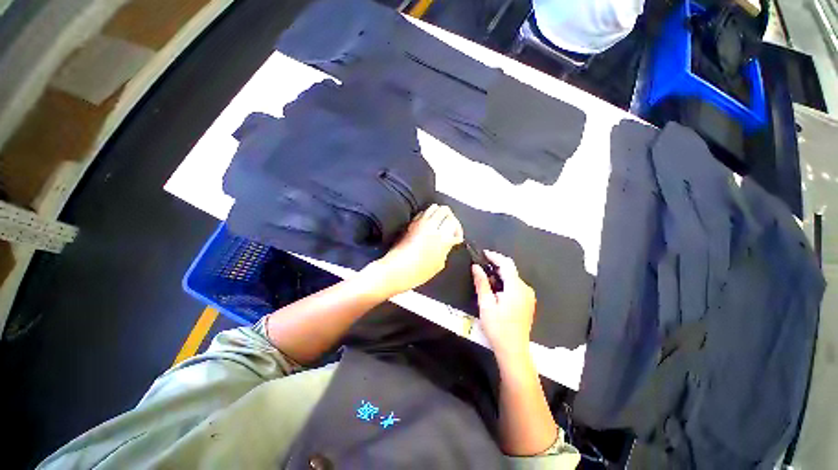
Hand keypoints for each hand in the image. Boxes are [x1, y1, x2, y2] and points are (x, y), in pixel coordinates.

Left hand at [370, 204, 463, 294]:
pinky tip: (427, 224)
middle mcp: (433, 227)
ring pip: (434, 207)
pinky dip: (427, 215)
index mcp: (443, 239)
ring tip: (439, 222)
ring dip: (438, 213)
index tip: (456, 236)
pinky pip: (422, 213)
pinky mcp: (410, 224)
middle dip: (450, 217)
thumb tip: (449, 243)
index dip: (457, 230)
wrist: (396, 270)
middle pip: (445, 210)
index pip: (455, 224)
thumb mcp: (438, 265)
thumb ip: (446, 250)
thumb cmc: (417, 272)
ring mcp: (420, 223)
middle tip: (449, 225)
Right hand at [473, 251, 536, 362]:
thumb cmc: (498, 327)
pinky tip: (495, 290)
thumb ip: (481, 283)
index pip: (506, 264)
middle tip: (481, 266)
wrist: (513, 350)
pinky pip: (516, 286)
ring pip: (513, 278)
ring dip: (500, 275)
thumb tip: (476, 267)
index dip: (494, 256)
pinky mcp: (527, 302)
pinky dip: (505, 283)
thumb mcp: (486, 304)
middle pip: (511, 270)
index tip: (483, 253)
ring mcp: (528, 296)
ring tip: (485, 278)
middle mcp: (525, 289)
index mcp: (516, 287)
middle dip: (496, 265)